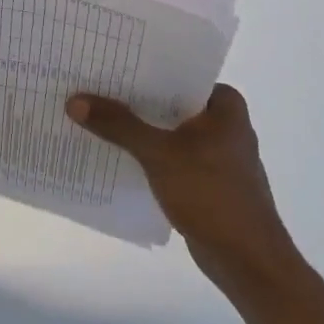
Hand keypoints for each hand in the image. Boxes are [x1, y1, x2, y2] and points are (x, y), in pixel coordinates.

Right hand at [66, 84, 295, 282]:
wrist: (248, 262)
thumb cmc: (212, 195)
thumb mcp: (159, 154)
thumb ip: (118, 125)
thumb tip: (75, 101)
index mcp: (224, 104)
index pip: (176, 72)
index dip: (140, 67)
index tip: (104, 61)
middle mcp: (223, 122)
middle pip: (168, 101)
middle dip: (132, 97)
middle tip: (89, 84)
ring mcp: (215, 152)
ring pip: (167, 129)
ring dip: (136, 126)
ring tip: (94, 113)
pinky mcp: (205, 179)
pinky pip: (168, 154)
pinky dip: (145, 152)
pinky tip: (113, 151)